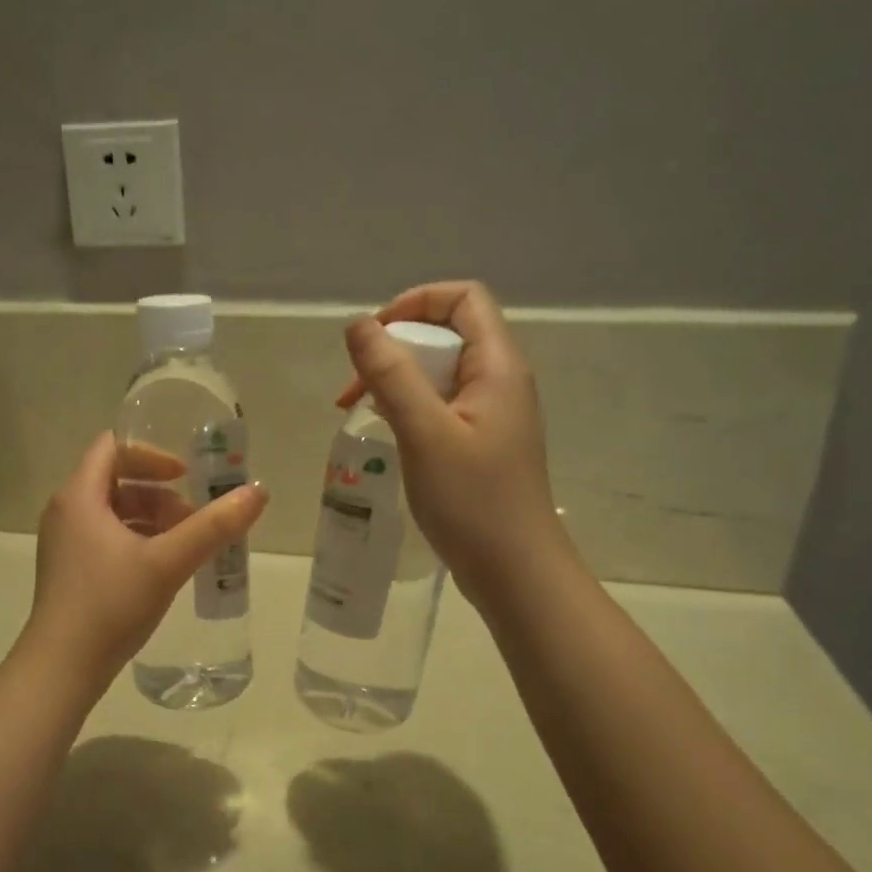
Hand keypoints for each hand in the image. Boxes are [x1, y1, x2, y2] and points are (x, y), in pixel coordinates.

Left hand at [22, 433, 267, 688]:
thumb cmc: (110, 604)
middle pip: (117, 481)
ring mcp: (66, 544)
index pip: (114, 448)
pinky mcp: (71, 571)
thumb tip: (258, 492)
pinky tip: (166, 568)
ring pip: (115, 513)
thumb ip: (214, 526)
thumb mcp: (167, 562)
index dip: (152, 455)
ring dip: (154, 519)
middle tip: (195, 515)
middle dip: (161, 493)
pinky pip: (108, 538)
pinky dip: (139, 541)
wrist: (61, 668)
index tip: (186, 476)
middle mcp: (67, 512)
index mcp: (79, 496)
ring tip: (188, 544)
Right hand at [336, 281, 567, 606]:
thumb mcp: (425, 432)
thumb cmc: (473, 502)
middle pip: (447, 332)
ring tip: (360, 410)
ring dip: (397, 380)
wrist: (515, 572)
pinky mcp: (481, 442)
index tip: (373, 338)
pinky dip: (409, 407)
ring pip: (440, 372)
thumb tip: (358, 324)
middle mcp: (500, 380)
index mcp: (497, 366)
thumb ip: (390, 374)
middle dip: (395, 347)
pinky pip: (441, 405)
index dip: (415, 302)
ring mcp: (492, 414)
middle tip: (356, 386)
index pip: (462, 299)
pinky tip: (387, 433)